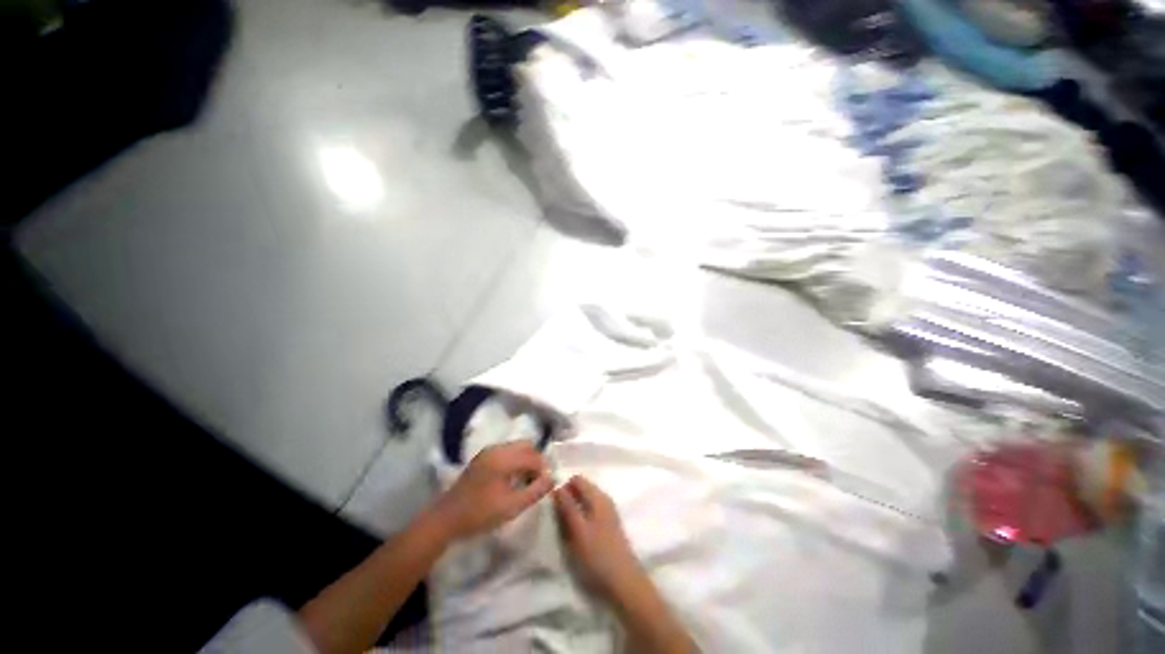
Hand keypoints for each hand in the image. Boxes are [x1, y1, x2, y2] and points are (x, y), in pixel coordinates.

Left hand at [429, 442, 552, 541]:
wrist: (446, 519)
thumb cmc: (480, 514)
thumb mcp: (512, 506)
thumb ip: (535, 491)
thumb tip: (552, 478)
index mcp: (504, 458)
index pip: (534, 455)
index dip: (544, 469)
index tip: (546, 485)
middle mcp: (497, 448)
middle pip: (526, 446)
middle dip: (536, 461)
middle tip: (537, 481)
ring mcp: (488, 451)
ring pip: (516, 448)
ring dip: (525, 461)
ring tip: (525, 482)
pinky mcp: (482, 458)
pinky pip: (506, 452)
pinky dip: (515, 461)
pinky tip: (512, 480)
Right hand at [554, 475, 642, 597]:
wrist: (625, 582)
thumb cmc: (598, 555)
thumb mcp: (578, 530)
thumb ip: (567, 506)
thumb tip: (557, 486)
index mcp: (598, 496)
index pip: (577, 479)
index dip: (563, 487)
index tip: (552, 504)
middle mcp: (604, 499)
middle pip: (581, 489)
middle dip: (567, 499)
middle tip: (556, 518)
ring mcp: (607, 513)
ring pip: (585, 502)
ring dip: (573, 511)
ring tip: (564, 528)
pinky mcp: (608, 526)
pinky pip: (590, 513)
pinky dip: (580, 519)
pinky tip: (576, 535)